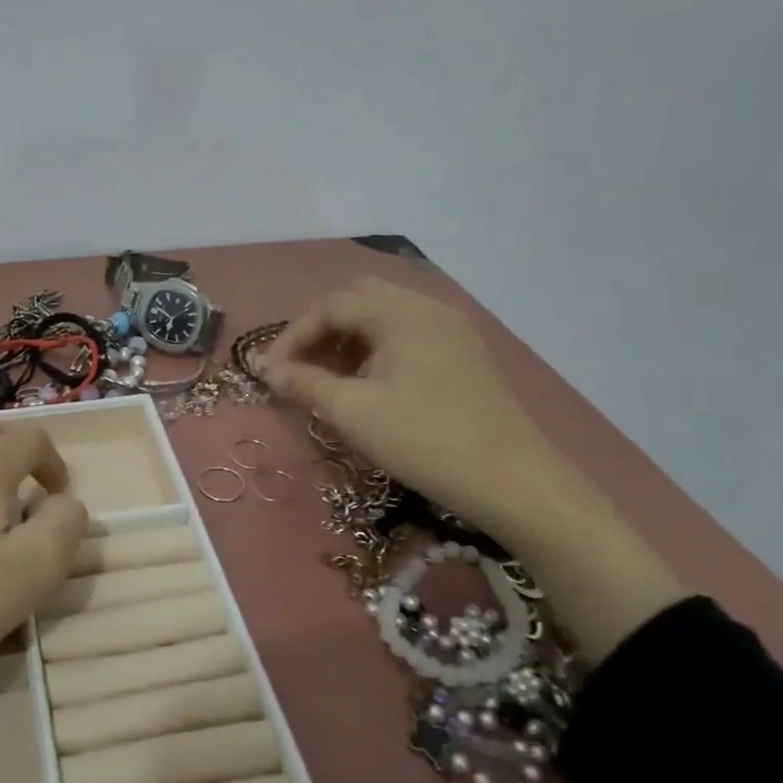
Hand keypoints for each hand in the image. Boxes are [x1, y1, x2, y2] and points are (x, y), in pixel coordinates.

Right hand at [258, 276, 557, 537]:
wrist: (513, 482)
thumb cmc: (425, 441)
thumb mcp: (354, 413)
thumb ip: (305, 384)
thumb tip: (270, 371)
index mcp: (402, 314)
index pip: (331, 306)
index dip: (292, 336)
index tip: (269, 373)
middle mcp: (428, 309)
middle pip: (358, 300)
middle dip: (320, 330)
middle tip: (298, 367)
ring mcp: (451, 330)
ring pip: (384, 317)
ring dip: (347, 340)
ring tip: (327, 379)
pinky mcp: (463, 354)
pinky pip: (407, 335)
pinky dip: (375, 349)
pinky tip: (368, 385)